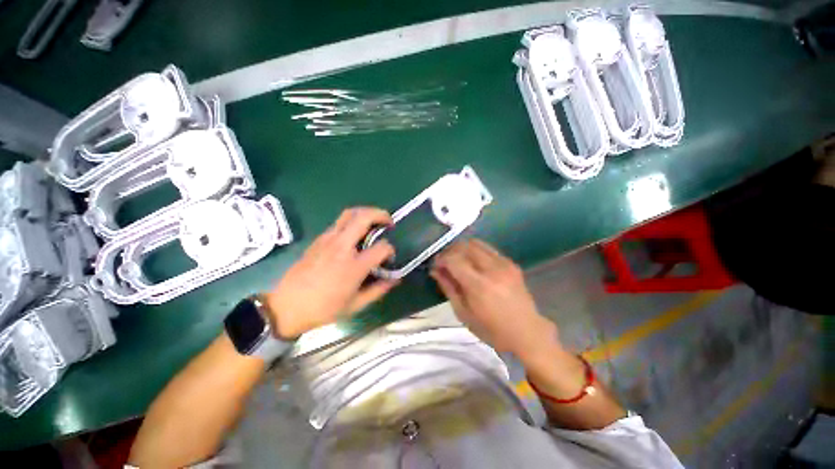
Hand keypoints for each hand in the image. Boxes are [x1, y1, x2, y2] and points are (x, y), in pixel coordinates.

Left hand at [264, 207, 398, 337]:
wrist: (286, 307)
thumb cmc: (323, 309)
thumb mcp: (355, 305)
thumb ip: (378, 290)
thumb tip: (395, 279)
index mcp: (354, 266)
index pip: (382, 247)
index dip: (391, 250)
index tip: (390, 258)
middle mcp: (342, 247)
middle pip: (364, 217)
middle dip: (381, 214)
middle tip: (389, 222)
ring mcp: (328, 240)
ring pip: (349, 213)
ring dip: (366, 213)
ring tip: (374, 221)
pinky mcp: (319, 239)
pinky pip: (339, 222)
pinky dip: (352, 220)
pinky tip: (355, 233)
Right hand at [430, 239, 557, 357]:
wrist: (527, 333)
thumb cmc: (491, 330)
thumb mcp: (463, 313)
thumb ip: (448, 288)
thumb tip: (435, 270)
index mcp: (479, 285)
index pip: (454, 259)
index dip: (441, 259)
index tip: (436, 265)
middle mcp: (492, 269)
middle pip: (464, 246)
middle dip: (450, 251)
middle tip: (445, 262)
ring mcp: (504, 264)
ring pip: (476, 243)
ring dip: (462, 249)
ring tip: (458, 261)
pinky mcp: (511, 263)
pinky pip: (488, 249)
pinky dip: (475, 252)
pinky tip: (474, 264)